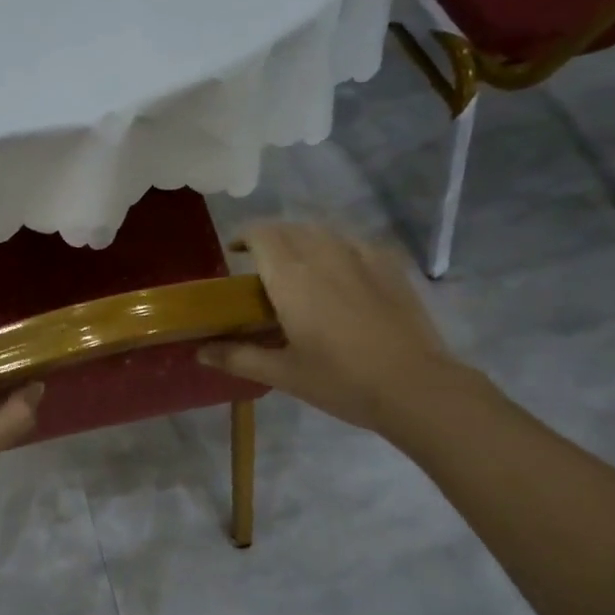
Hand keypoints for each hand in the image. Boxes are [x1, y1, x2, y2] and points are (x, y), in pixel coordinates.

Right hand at [199, 220, 458, 435]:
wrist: (414, 386)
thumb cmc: (341, 381)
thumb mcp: (283, 374)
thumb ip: (238, 357)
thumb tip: (200, 352)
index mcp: (291, 277)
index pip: (261, 234)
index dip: (244, 236)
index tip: (235, 253)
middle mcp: (323, 254)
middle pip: (289, 228)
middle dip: (270, 239)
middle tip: (262, 268)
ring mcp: (361, 255)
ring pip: (322, 232)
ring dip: (302, 240)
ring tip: (299, 269)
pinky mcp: (389, 264)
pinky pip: (353, 242)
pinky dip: (335, 249)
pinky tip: (340, 274)